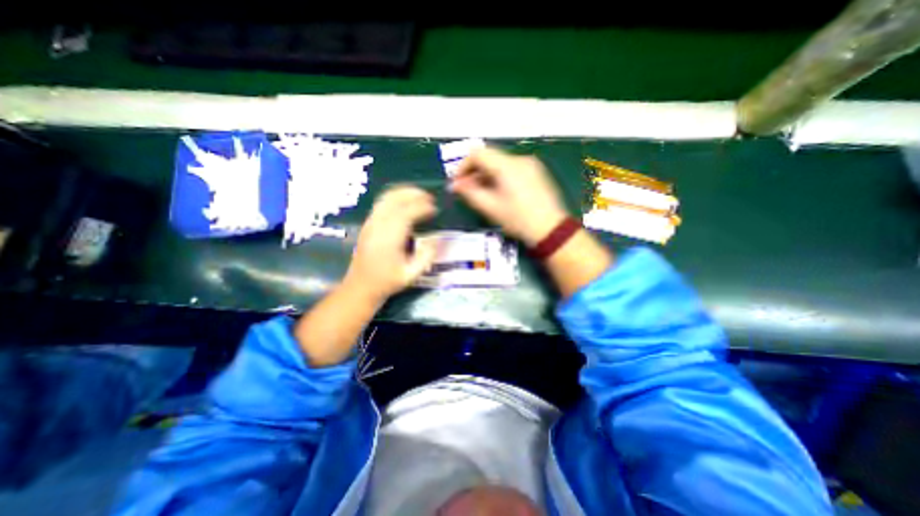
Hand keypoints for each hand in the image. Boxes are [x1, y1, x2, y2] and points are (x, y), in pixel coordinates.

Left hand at [345, 184, 442, 299]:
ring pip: (386, 198)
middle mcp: (378, 225)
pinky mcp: (367, 223)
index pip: (407, 213)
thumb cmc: (387, 281)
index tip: (435, 209)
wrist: (360, 286)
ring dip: (404, 192)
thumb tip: (436, 239)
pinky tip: (405, 202)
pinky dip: (395, 197)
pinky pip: (381, 203)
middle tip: (429, 197)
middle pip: (395, 199)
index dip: (422, 207)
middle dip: (413, 194)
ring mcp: (370, 223)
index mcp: (389, 238)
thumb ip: (426, 256)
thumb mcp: (411, 274)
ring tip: (419, 195)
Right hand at [451, 146, 572, 246]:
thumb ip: (470, 193)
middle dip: (474, 172)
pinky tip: (498, 193)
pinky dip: (499, 177)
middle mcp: (519, 159)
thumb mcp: (491, 208)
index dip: (463, 166)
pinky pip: (511, 169)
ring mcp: (530, 165)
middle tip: (466, 191)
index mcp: (507, 166)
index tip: (458, 183)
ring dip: (486, 175)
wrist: (551, 230)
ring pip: (500, 163)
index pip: (478, 154)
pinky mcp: (536, 172)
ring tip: (481, 194)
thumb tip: (454, 185)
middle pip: (489, 157)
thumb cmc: (519, 220)